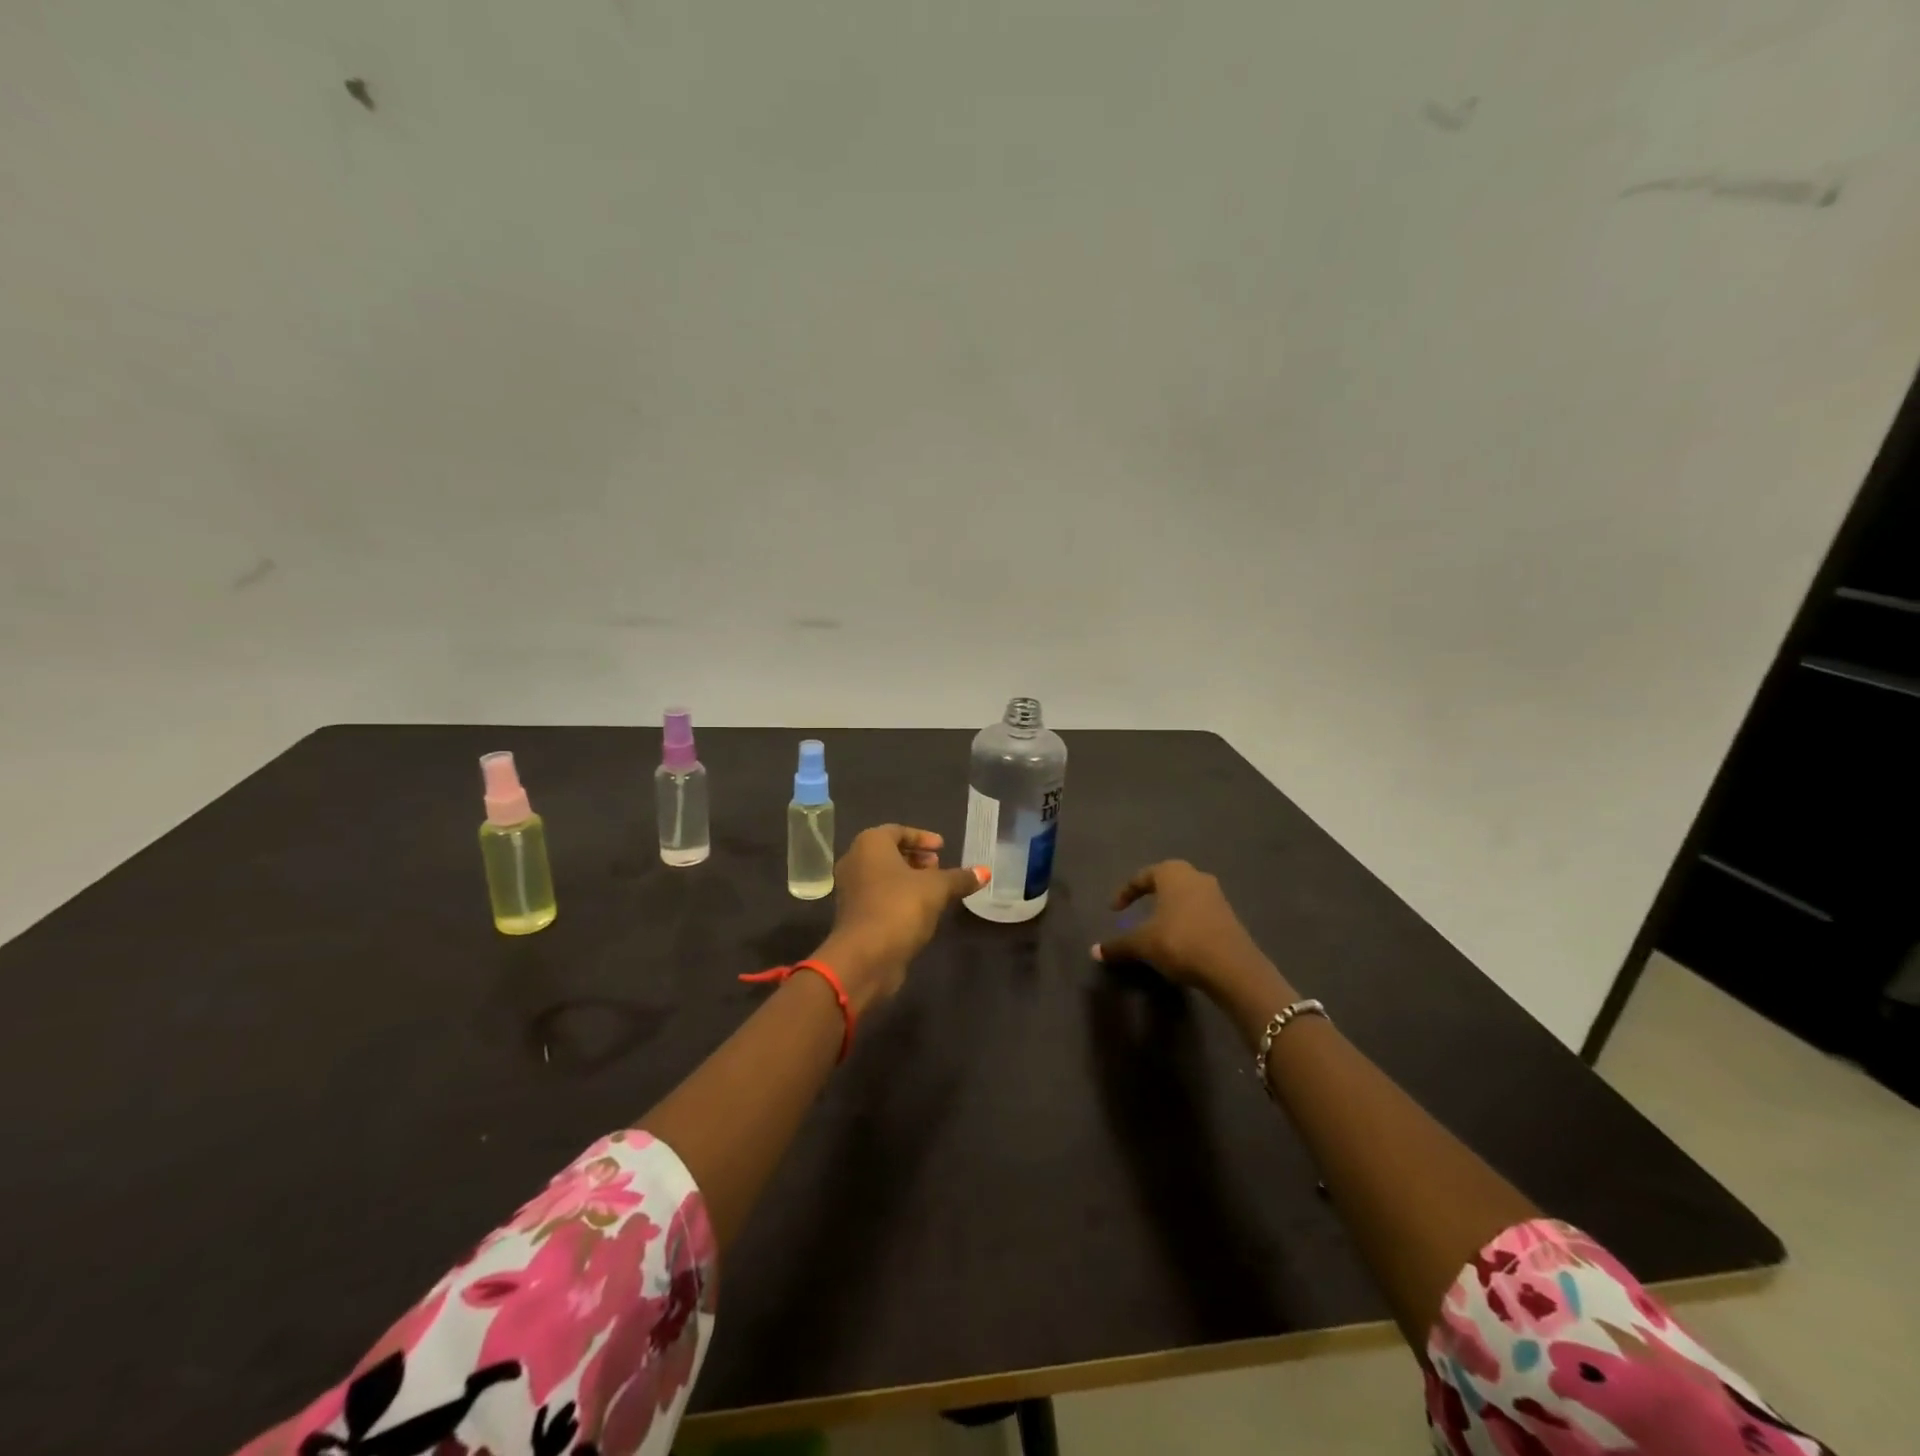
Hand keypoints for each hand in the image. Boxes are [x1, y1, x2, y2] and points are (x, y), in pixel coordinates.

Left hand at [814, 825, 986, 1010]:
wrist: (865, 957)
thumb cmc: (899, 907)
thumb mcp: (937, 889)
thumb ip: (960, 878)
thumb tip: (985, 872)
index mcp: (870, 844)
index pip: (897, 831)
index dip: (922, 838)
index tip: (943, 848)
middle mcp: (855, 861)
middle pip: (888, 853)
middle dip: (916, 859)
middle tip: (939, 867)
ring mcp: (851, 890)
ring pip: (883, 876)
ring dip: (908, 880)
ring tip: (935, 889)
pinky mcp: (853, 916)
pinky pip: (879, 897)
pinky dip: (899, 897)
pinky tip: (921, 911)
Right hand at [1092, 861, 1270, 998]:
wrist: (1233, 967)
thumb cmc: (1180, 942)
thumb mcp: (1143, 944)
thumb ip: (1118, 945)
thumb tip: (1093, 951)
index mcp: (1172, 874)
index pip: (1142, 876)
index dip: (1125, 893)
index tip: (1114, 910)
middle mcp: (1196, 877)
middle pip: (1168, 880)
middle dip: (1152, 893)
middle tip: (1138, 909)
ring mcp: (1217, 896)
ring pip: (1186, 896)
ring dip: (1171, 908)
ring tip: (1158, 926)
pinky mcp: (1229, 917)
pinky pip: (1200, 912)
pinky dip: (1186, 921)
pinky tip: (1180, 940)